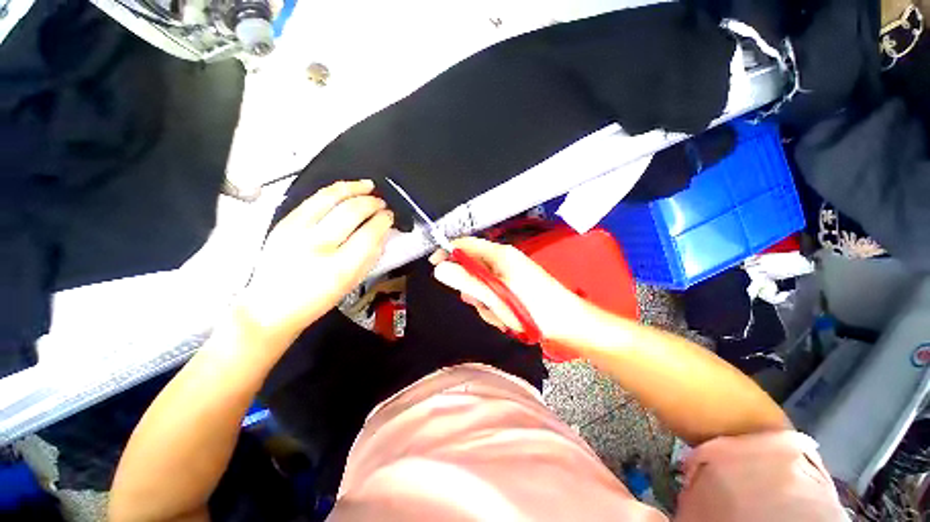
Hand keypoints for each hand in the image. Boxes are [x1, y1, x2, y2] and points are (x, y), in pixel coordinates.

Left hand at [238, 180, 393, 342]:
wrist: (270, 307)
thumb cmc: (316, 300)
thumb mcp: (351, 284)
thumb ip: (370, 257)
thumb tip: (382, 233)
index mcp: (338, 268)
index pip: (369, 235)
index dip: (383, 221)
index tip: (390, 217)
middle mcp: (316, 246)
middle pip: (351, 211)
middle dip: (372, 203)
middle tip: (382, 203)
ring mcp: (295, 231)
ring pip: (330, 197)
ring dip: (354, 188)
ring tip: (368, 186)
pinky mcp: (284, 223)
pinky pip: (313, 199)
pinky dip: (333, 191)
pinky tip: (345, 189)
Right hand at [429, 237, 587, 341]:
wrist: (569, 324)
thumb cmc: (534, 308)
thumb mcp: (495, 295)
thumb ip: (466, 281)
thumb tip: (440, 268)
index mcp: (500, 254)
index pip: (465, 244)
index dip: (448, 252)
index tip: (435, 266)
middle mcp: (505, 260)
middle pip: (473, 268)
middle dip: (472, 288)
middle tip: (481, 302)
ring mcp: (511, 274)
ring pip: (482, 285)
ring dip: (485, 302)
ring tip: (500, 314)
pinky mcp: (515, 287)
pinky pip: (494, 294)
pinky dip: (495, 307)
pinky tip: (508, 317)